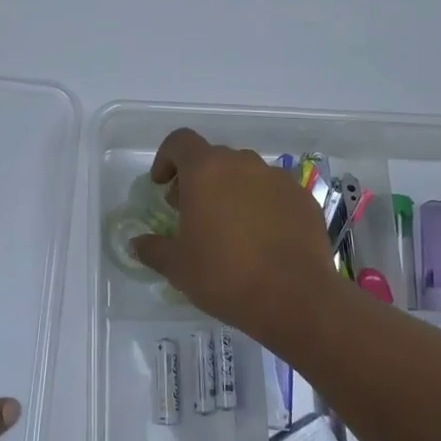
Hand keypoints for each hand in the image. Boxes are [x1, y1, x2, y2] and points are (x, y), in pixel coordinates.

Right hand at [131, 129, 332, 344]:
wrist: (295, 298)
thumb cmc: (225, 276)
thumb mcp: (178, 267)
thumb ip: (154, 249)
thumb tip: (137, 243)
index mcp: (206, 171)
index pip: (180, 142)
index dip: (166, 158)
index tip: (162, 185)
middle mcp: (243, 164)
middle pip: (213, 158)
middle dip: (198, 179)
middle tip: (191, 212)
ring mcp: (278, 179)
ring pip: (246, 174)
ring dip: (231, 190)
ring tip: (229, 227)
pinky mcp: (303, 198)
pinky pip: (274, 192)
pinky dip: (262, 205)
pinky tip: (262, 239)